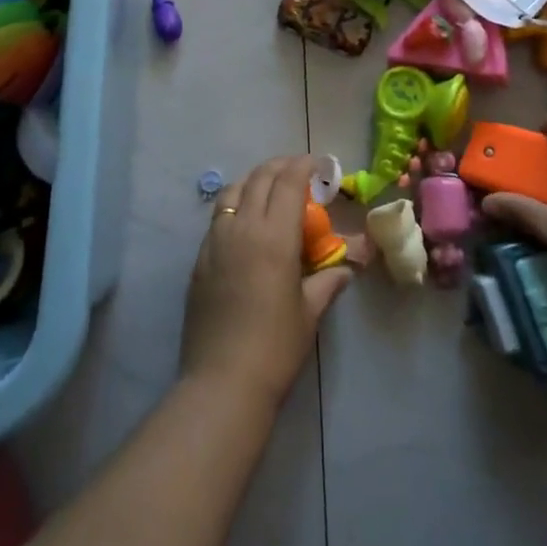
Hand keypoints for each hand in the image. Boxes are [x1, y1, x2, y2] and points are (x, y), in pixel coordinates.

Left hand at [180, 156, 350, 407]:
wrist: (222, 381)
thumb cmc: (275, 347)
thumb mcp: (309, 312)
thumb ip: (327, 280)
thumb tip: (346, 267)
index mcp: (273, 236)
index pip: (288, 182)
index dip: (304, 166)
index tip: (318, 164)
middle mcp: (242, 228)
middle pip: (259, 178)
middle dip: (280, 166)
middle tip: (298, 170)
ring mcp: (215, 241)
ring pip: (232, 191)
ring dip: (253, 181)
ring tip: (269, 190)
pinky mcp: (199, 259)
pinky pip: (217, 217)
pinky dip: (234, 205)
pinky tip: (245, 224)